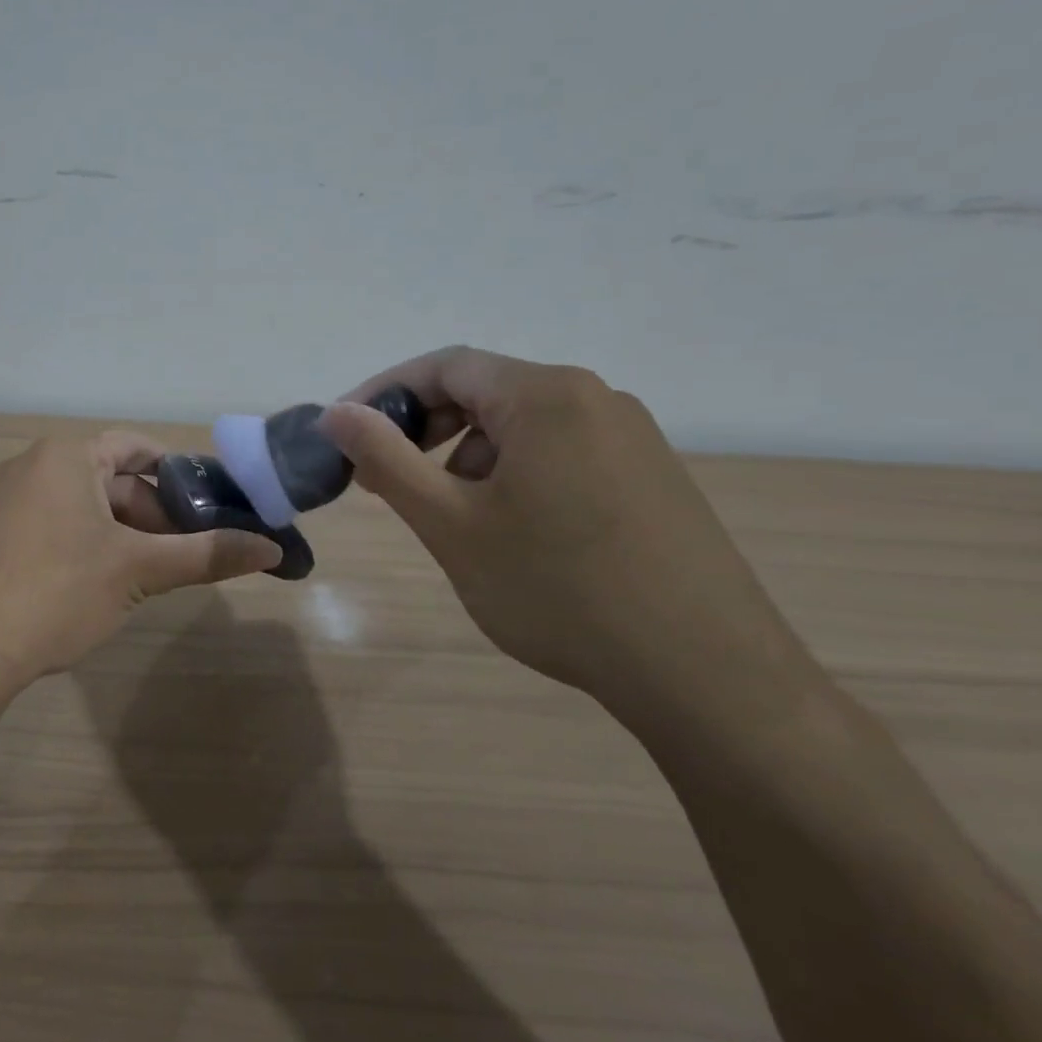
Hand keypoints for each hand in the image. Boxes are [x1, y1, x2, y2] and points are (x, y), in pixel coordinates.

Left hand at [0, 432, 282, 689]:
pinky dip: (88, 546)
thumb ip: (206, 555)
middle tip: (189, 552)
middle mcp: (31, 467)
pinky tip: (103, 587)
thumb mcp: (138, 570)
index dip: (178, 473)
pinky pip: (54, 527)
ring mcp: (6, 502)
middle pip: (111, 480)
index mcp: (65, 456)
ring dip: (123, 534)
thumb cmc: (57, 592)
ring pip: (84, 508)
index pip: (136, 448)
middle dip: (153, 514)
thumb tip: (271, 549)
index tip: (210, 504)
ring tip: (154, 574)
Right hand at [319, 347, 816, 728]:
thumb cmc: (558, 590)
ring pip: (523, 425)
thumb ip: (385, 459)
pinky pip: (562, 452)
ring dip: (468, 456)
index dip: (384, 393)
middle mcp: (595, 398)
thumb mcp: (451, 524)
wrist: (706, 675)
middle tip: (386, 480)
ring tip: (451, 517)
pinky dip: (515, 474)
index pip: (444, 366)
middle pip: (485, 390)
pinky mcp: (652, 476)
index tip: (346, 435)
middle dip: (424, 428)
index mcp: (545, 395)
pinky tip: (513, 532)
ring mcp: (633, 436)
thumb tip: (335, 413)